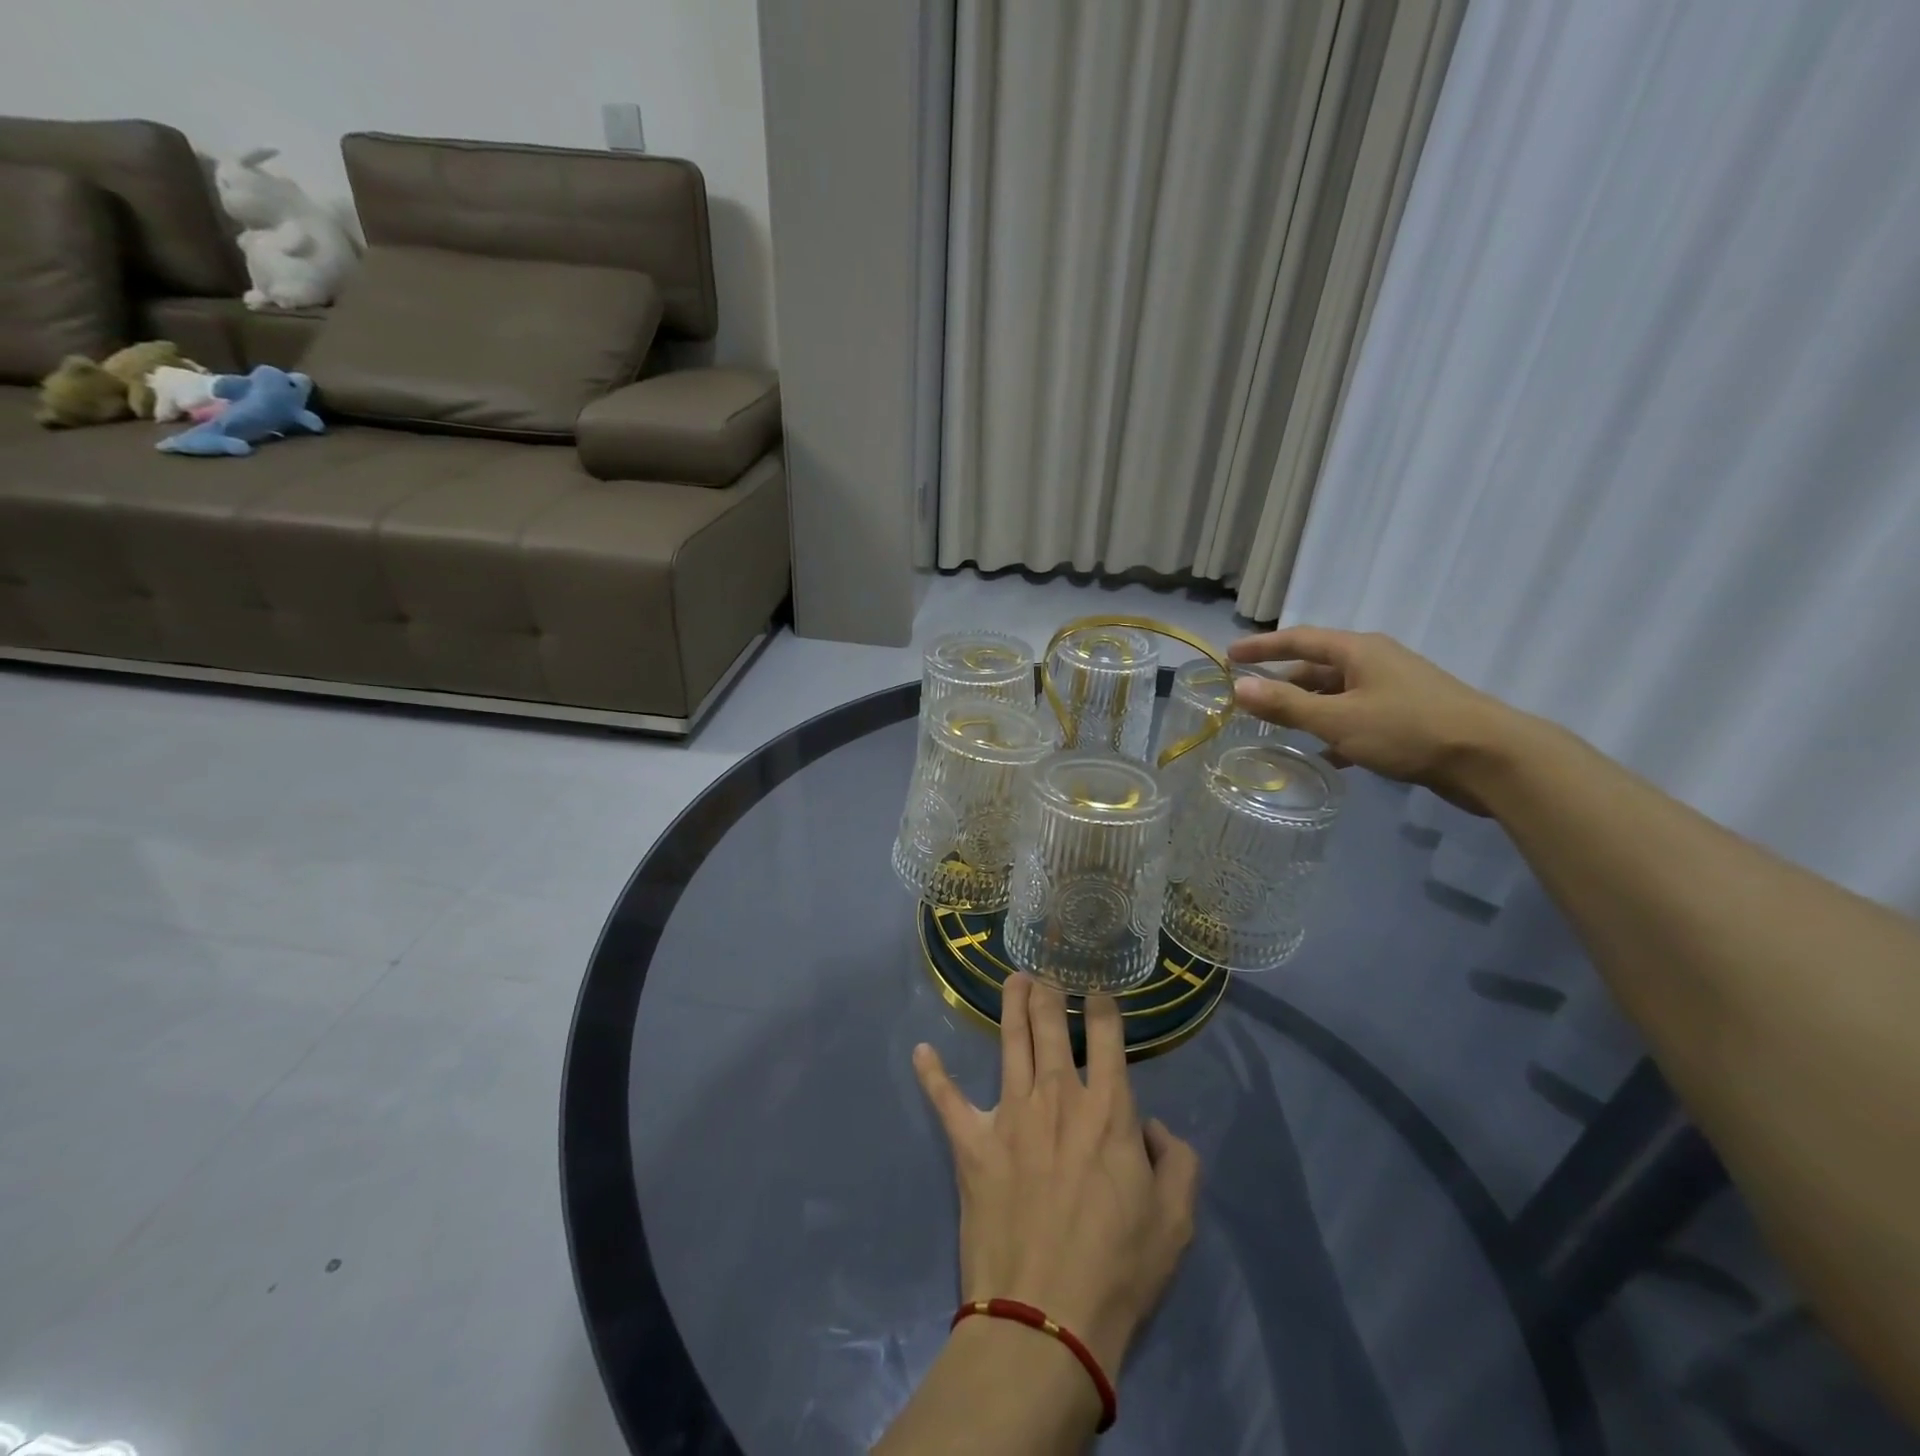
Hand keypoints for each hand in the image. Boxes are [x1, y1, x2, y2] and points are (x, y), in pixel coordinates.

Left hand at [912, 975, 1199, 1376]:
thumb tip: (1150, 1127)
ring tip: (1013, 978)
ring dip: (1011, 1006)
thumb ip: (1176, 1160)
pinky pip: (947, 1100)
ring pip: (1010, 1043)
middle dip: (1049, 991)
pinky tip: (921, 1052)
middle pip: (1050, 1026)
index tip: (1098, 987)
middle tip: (1046, 968)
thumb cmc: (1118, 1268)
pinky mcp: (971, 1142)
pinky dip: (933, 1075)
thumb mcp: (1176, 1220)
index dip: (1103, 1005)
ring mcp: (1009, 1115)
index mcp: (1106, 1109)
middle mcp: (1057, 1097)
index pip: (1107, 1037)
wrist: (1046, 1317)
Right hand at [1228, 626, 1519, 814]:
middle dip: (1283, 682)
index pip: (1299, 639)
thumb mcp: (1338, 719)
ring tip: (1278, 729)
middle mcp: (1375, 662)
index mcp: (1358, 651)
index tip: (1229, 655)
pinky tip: (1324, 754)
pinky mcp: (1408, 717)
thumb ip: (1286, 705)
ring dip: (1307, 709)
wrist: (1490, 758)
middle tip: (1250, 699)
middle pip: (1317, 666)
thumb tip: (1239, 687)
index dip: (1262, 646)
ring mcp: (1394, 689)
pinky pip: (1357, 716)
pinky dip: (1335, 729)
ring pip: (1337, 694)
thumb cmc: (1408, 729)